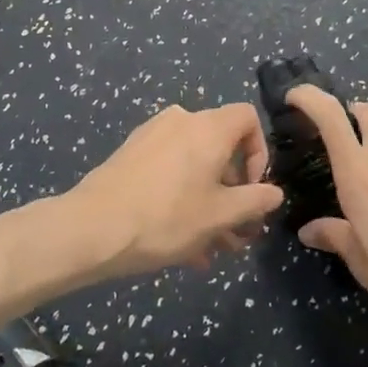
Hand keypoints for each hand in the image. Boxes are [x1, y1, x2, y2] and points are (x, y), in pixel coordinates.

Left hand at [63, 103, 281, 277]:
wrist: (93, 226)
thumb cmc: (166, 218)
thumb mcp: (220, 216)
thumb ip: (254, 201)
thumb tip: (274, 193)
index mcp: (208, 127)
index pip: (248, 118)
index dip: (259, 152)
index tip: (253, 190)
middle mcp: (182, 121)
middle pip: (221, 147)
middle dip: (233, 191)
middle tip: (237, 233)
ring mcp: (153, 135)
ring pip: (194, 164)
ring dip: (209, 202)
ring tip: (210, 248)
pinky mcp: (132, 153)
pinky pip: (170, 169)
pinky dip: (182, 196)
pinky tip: (181, 244)